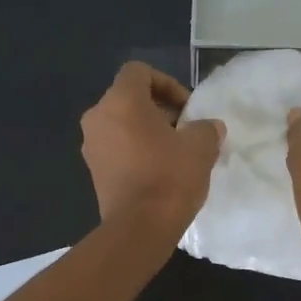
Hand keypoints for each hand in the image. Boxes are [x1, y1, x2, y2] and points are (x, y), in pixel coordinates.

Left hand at [80, 62, 224, 229]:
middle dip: (159, 109)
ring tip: (174, 153)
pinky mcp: (94, 171)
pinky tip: (159, 172)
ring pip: (121, 125)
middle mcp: (98, 117)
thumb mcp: (200, 147)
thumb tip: (209, 127)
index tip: (187, 108)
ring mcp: (91, 146)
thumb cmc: (169, 177)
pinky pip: (116, 148)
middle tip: (185, 130)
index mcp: (120, 101)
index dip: (167, 83)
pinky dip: (135, 151)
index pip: (139, 71)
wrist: (139, 228)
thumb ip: (206, 128)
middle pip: (129, 98)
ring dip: (147, 131)